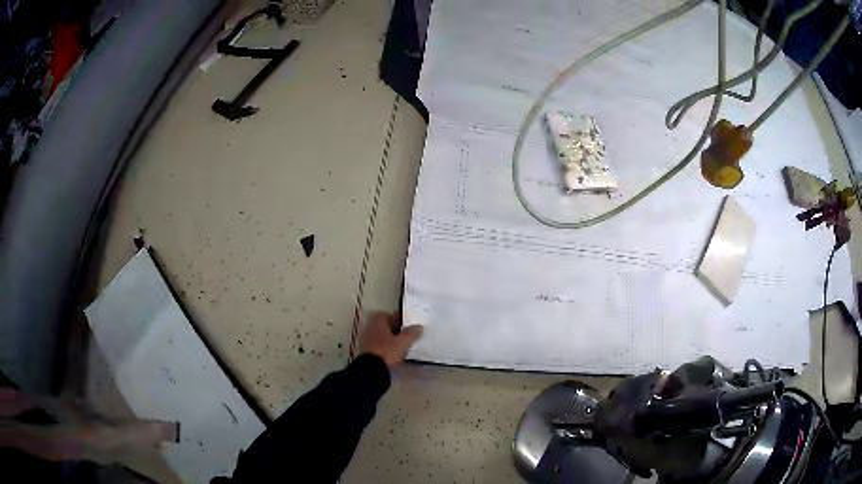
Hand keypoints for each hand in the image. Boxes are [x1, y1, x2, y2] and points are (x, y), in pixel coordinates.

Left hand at [360, 312, 423, 366]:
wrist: (372, 369)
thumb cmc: (387, 351)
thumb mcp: (403, 342)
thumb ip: (412, 333)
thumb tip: (419, 326)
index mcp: (378, 322)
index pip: (386, 314)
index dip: (396, 318)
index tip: (405, 324)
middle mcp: (370, 329)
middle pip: (383, 326)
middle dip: (394, 329)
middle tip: (405, 334)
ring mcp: (367, 341)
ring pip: (381, 336)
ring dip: (389, 339)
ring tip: (401, 345)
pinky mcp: (367, 352)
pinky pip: (378, 345)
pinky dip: (385, 347)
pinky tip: (393, 354)